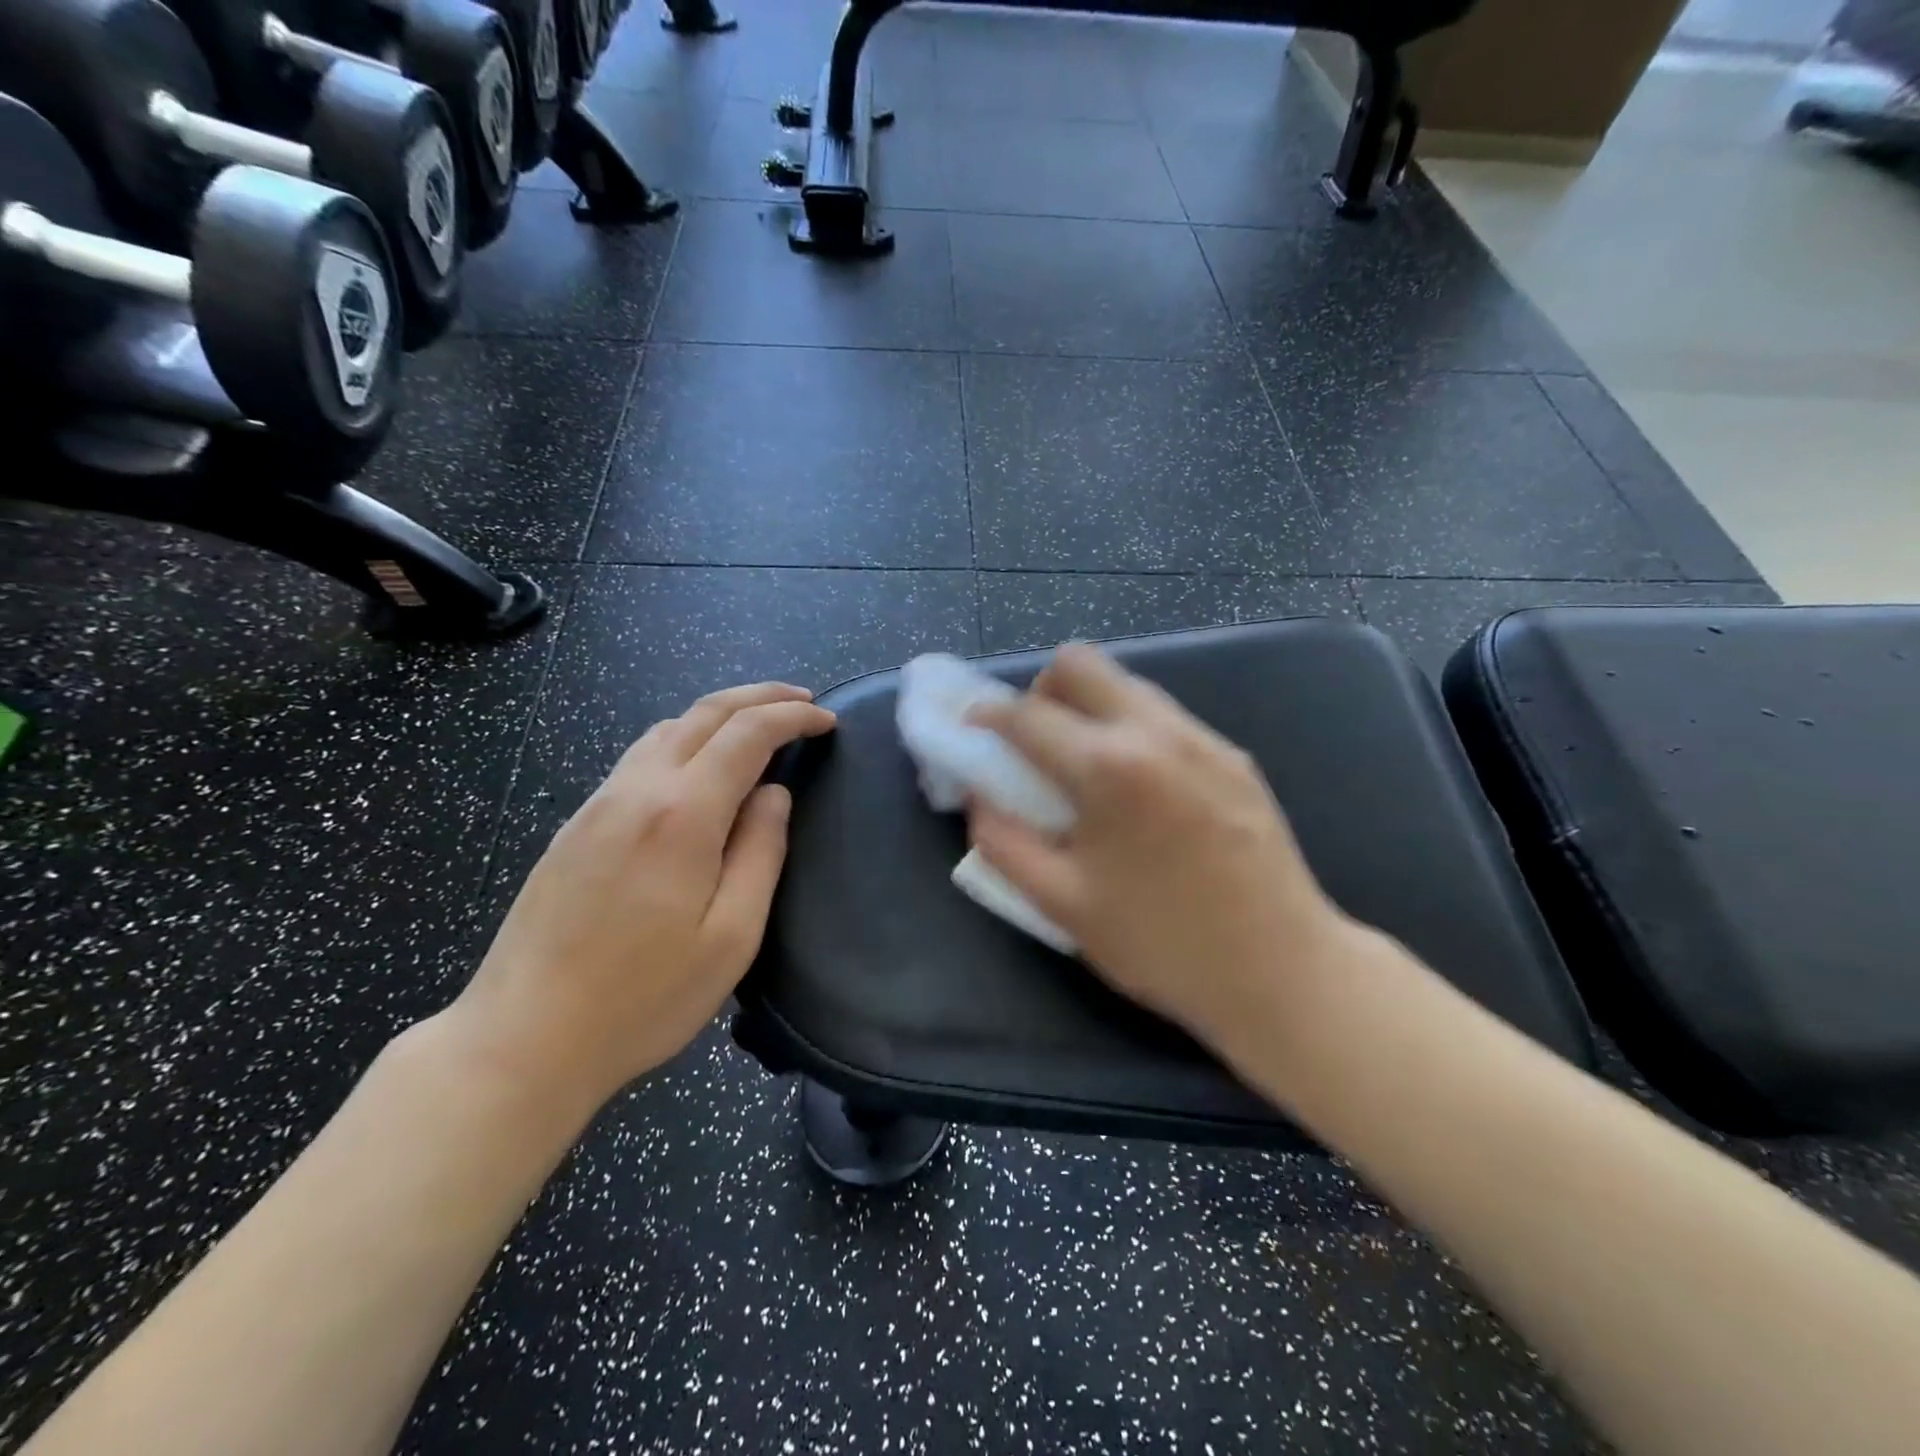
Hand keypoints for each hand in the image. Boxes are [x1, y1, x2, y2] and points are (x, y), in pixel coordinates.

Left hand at [451, 683, 835, 1111]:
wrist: (524, 1037)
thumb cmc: (643, 997)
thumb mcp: (732, 936)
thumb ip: (761, 853)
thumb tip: (774, 794)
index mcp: (682, 815)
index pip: (747, 734)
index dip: (793, 717)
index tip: (827, 720)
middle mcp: (637, 791)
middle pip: (704, 713)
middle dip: (760, 697)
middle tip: (802, 701)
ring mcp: (598, 804)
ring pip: (667, 728)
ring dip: (720, 714)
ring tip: (759, 726)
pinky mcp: (576, 825)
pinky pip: (640, 756)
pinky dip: (685, 738)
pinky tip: (699, 765)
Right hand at [968, 644, 1350, 1072]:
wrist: (1283, 971)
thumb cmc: (1161, 945)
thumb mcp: (1061, 904)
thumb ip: (1003, 842)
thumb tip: (978, 797)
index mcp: (1107, 767)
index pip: (1026, 714)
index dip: (986, 716)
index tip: (971, 727)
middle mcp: (1155, 732)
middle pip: (1080, 663)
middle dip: (1041, 691)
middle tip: (1033, 741)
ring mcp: (1202, 738)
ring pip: (1126, 684)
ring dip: (1088, 707)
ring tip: (1085, 768)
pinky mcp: (1233, 755)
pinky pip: (1164, 716)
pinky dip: (1130, 729)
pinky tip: (1138, 789)